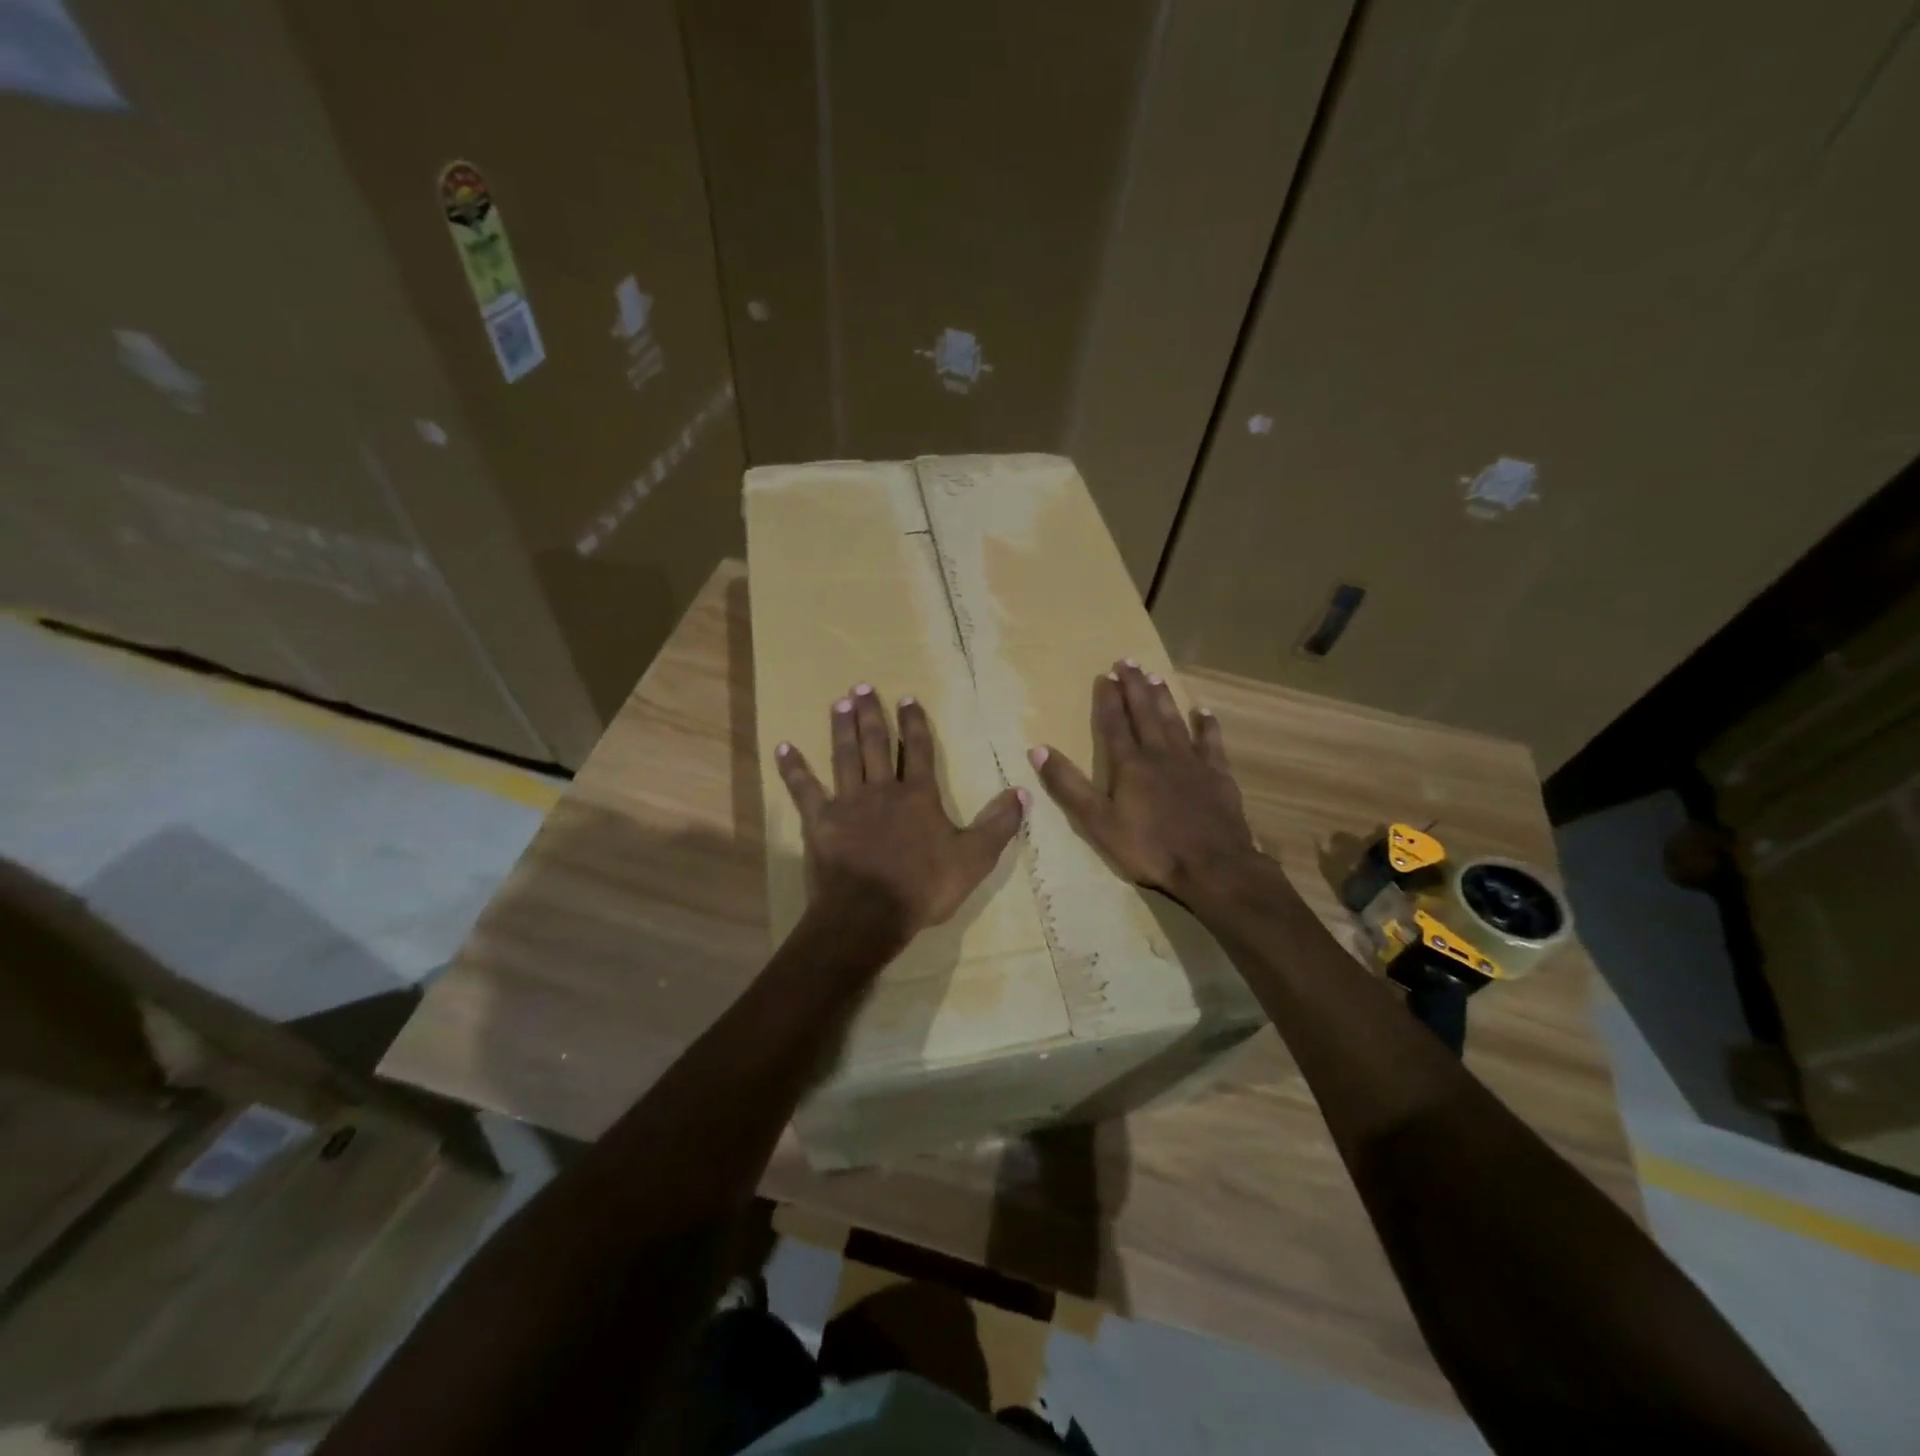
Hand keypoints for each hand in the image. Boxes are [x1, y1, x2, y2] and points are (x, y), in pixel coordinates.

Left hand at [775, 685, 1026, 938]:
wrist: (870, 913)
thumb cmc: (924, 887)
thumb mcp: (974, 858)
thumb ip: (998, 824)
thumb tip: (1022, 792)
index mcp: (918, 795)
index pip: (917, 749)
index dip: (913, 723)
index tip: (907, 697)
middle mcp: (882, 789)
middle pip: (875, 744)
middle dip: (871, 714)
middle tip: (862, 686)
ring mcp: (847, 803)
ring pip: (844, 756)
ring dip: (841, 728)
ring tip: (839, 702)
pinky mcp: (819, 821)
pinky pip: (804, 789)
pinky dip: (793, 768)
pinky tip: (783, 747)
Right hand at [1029, 660, 1262, 902]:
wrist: (1212, 867)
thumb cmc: (1149, 848)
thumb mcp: (1097, 822)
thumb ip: (1068, 786)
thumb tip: (1038, 749)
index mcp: (1129, 764)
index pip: (1114, 724)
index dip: (1108, 699)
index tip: (1105, 675)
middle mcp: (1160, 754)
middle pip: (1145, 713)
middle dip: (1134, 686)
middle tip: (1127, 661)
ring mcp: (1192, 762)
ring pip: (1175, 721)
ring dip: (1163, 698)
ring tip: (1155, 676)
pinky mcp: (1218, 776)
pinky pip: (1211, 743)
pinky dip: (1206, 726)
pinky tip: (1203, 712)